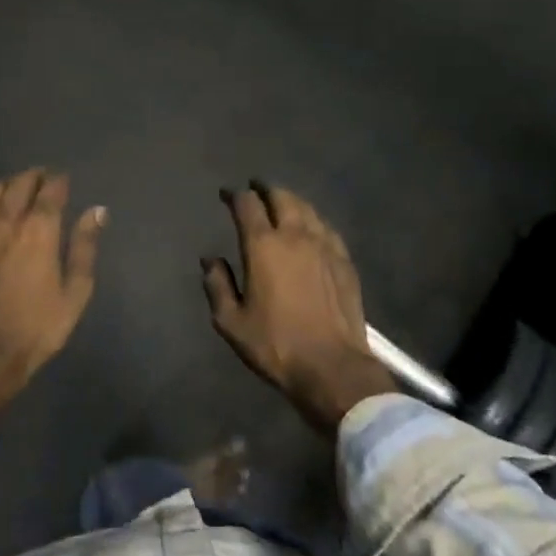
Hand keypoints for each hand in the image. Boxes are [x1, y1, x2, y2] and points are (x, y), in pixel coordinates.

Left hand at [0, 168, 105, 459]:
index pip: (51, 190)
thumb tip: (97, 211)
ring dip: (9, 185)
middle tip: (45, 181)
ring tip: (19, 189)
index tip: (65, 181)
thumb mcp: (75, 291)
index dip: (60, 181)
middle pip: (20, 183)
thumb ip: (85, 246)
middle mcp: (7, 220)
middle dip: (35, 177)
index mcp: (39, 230)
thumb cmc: (39, 326)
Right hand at [202, 182, 393, 433]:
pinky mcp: (344, 260)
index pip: (247, 205)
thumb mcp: (232, 322)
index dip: (235, 195)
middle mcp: (294, 236)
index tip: (227, 194)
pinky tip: (311, 226)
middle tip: (256, 188)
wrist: (332, 366)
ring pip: (307, 208)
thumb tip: (210, 260)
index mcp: (263, 246)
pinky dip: (313, 219)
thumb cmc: (276, 345)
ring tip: (281, 201)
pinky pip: (327, 227)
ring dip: (290, 200)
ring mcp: (324, 245)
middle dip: (265, 189)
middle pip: (281, 197)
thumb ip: (218, 286)